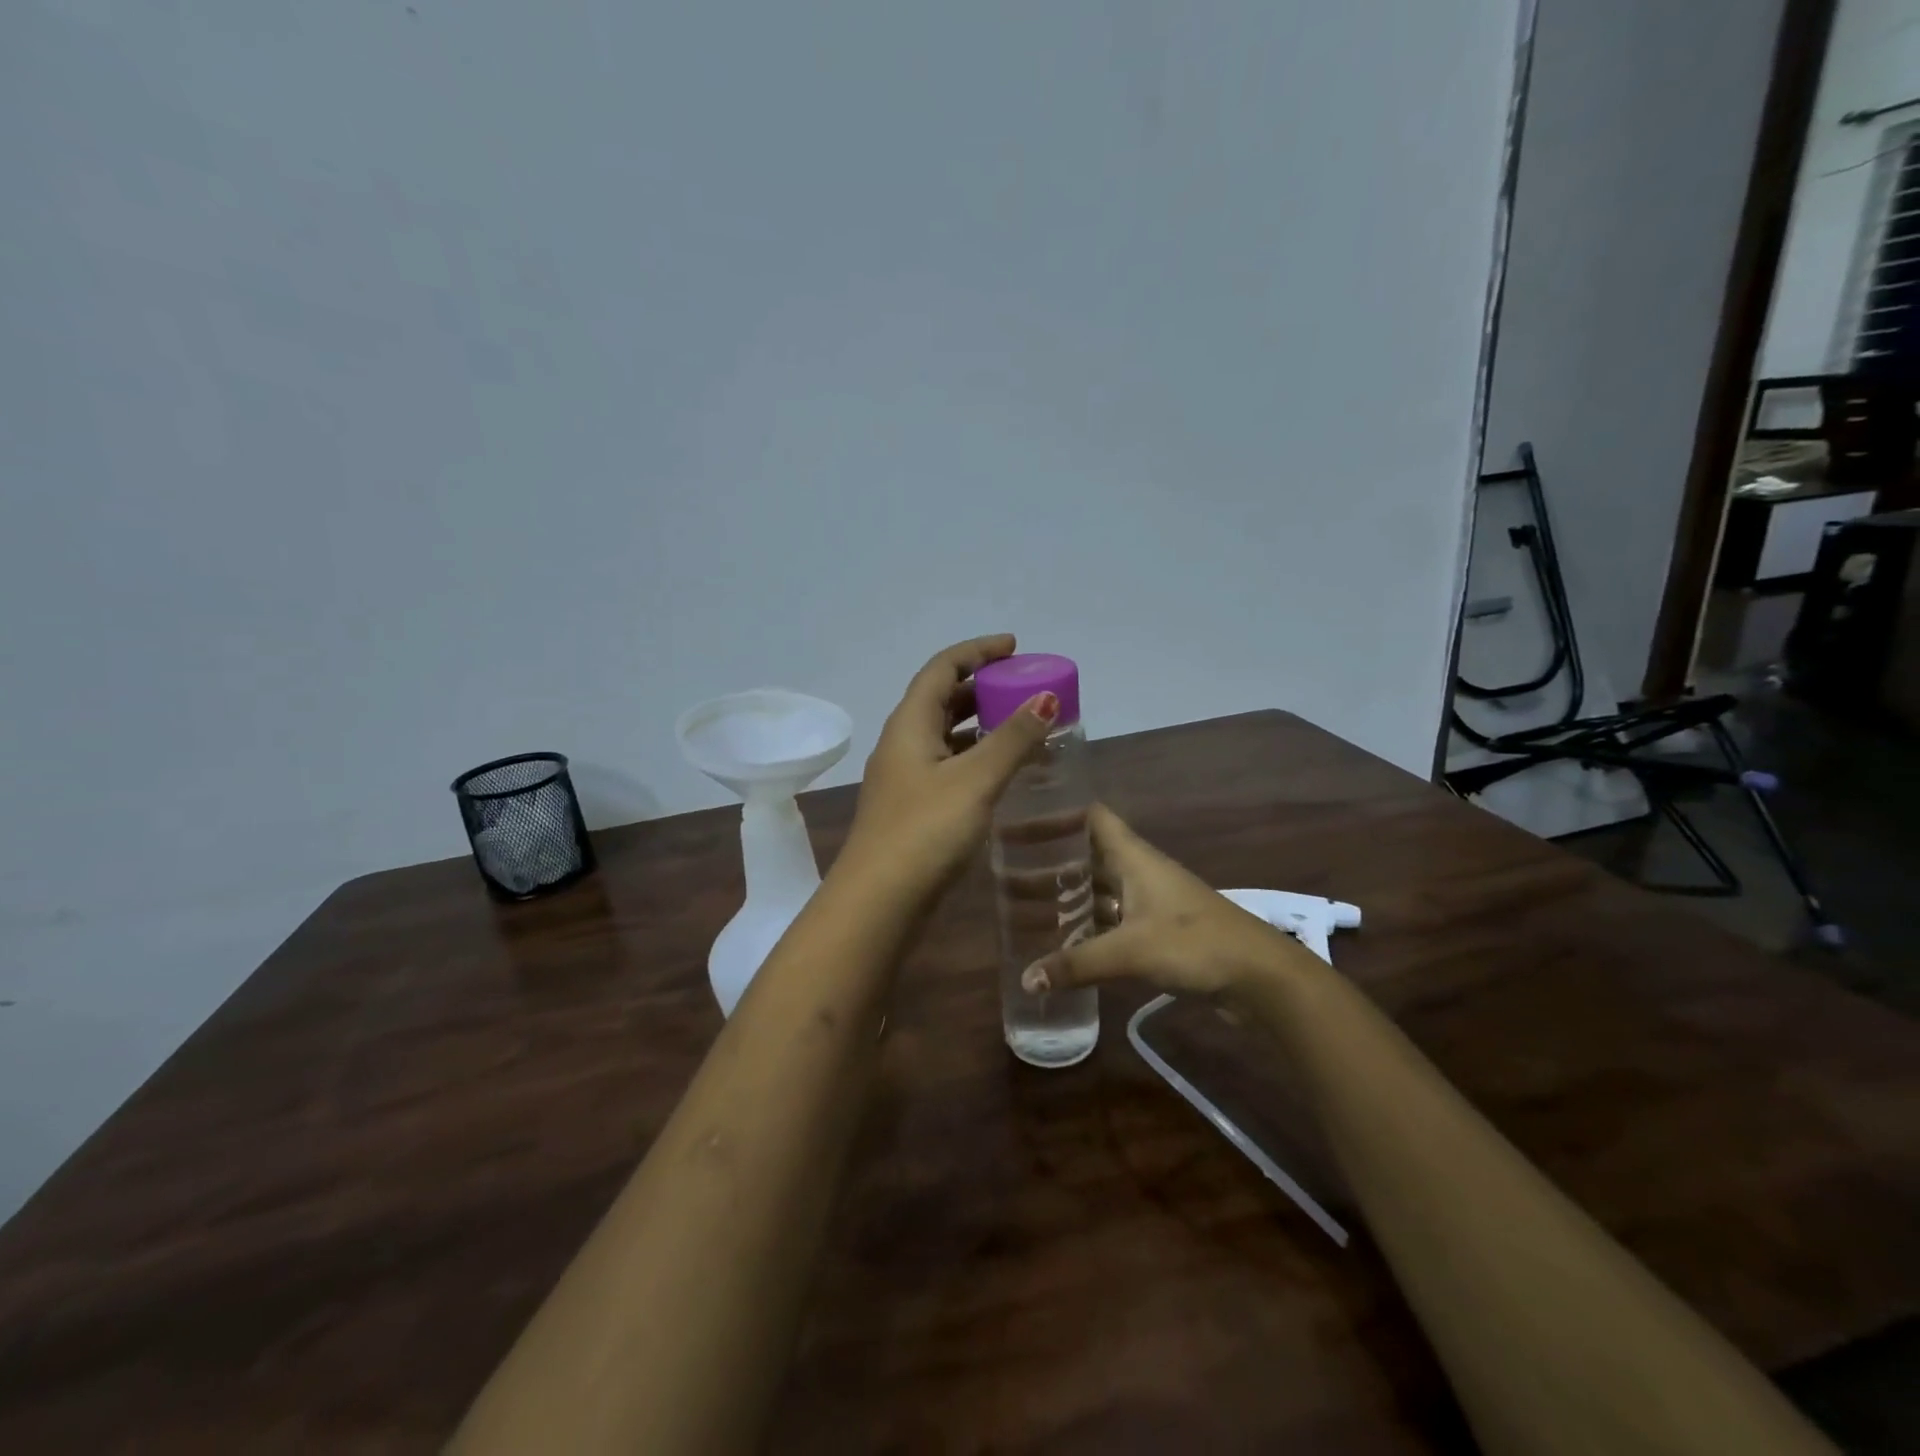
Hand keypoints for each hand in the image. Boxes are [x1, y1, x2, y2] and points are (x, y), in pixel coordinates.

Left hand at [842, 635, 1060, 894]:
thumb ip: (1013, 739)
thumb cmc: (925, 832)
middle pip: (942, 698)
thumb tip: (1047, 699)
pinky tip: (1001, 772)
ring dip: (980, 725)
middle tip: (1023, 688)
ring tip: (1021, 726)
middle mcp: (902, 743)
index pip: (942, 668)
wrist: (879, 902)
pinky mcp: (912, 808)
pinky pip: (947, 766)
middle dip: (982, 687)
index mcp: (909, 724)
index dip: (977, 651)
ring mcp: (904, 778)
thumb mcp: (975, 780)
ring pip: (945, 735)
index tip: (1014, 648)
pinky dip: (975, 758)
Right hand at [1022, 805, 1322, 1002]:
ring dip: (1069, 894)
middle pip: (1090, 854)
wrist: (1259, 977)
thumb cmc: (1194, 944)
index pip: (1092, 816)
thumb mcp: (1130, 952)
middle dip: (1052, 859)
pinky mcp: (1158, 930)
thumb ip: (1076, 964)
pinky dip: (1088, 924)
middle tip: (1007, 865)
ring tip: (1023, 902)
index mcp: (1134, 857)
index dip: (1060, 811)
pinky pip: (1112, 918)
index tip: (1021, 815)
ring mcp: (1150, 901)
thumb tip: (1025, 981)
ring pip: (1100, 889)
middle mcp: (1140, 871)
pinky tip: (1062, 939)